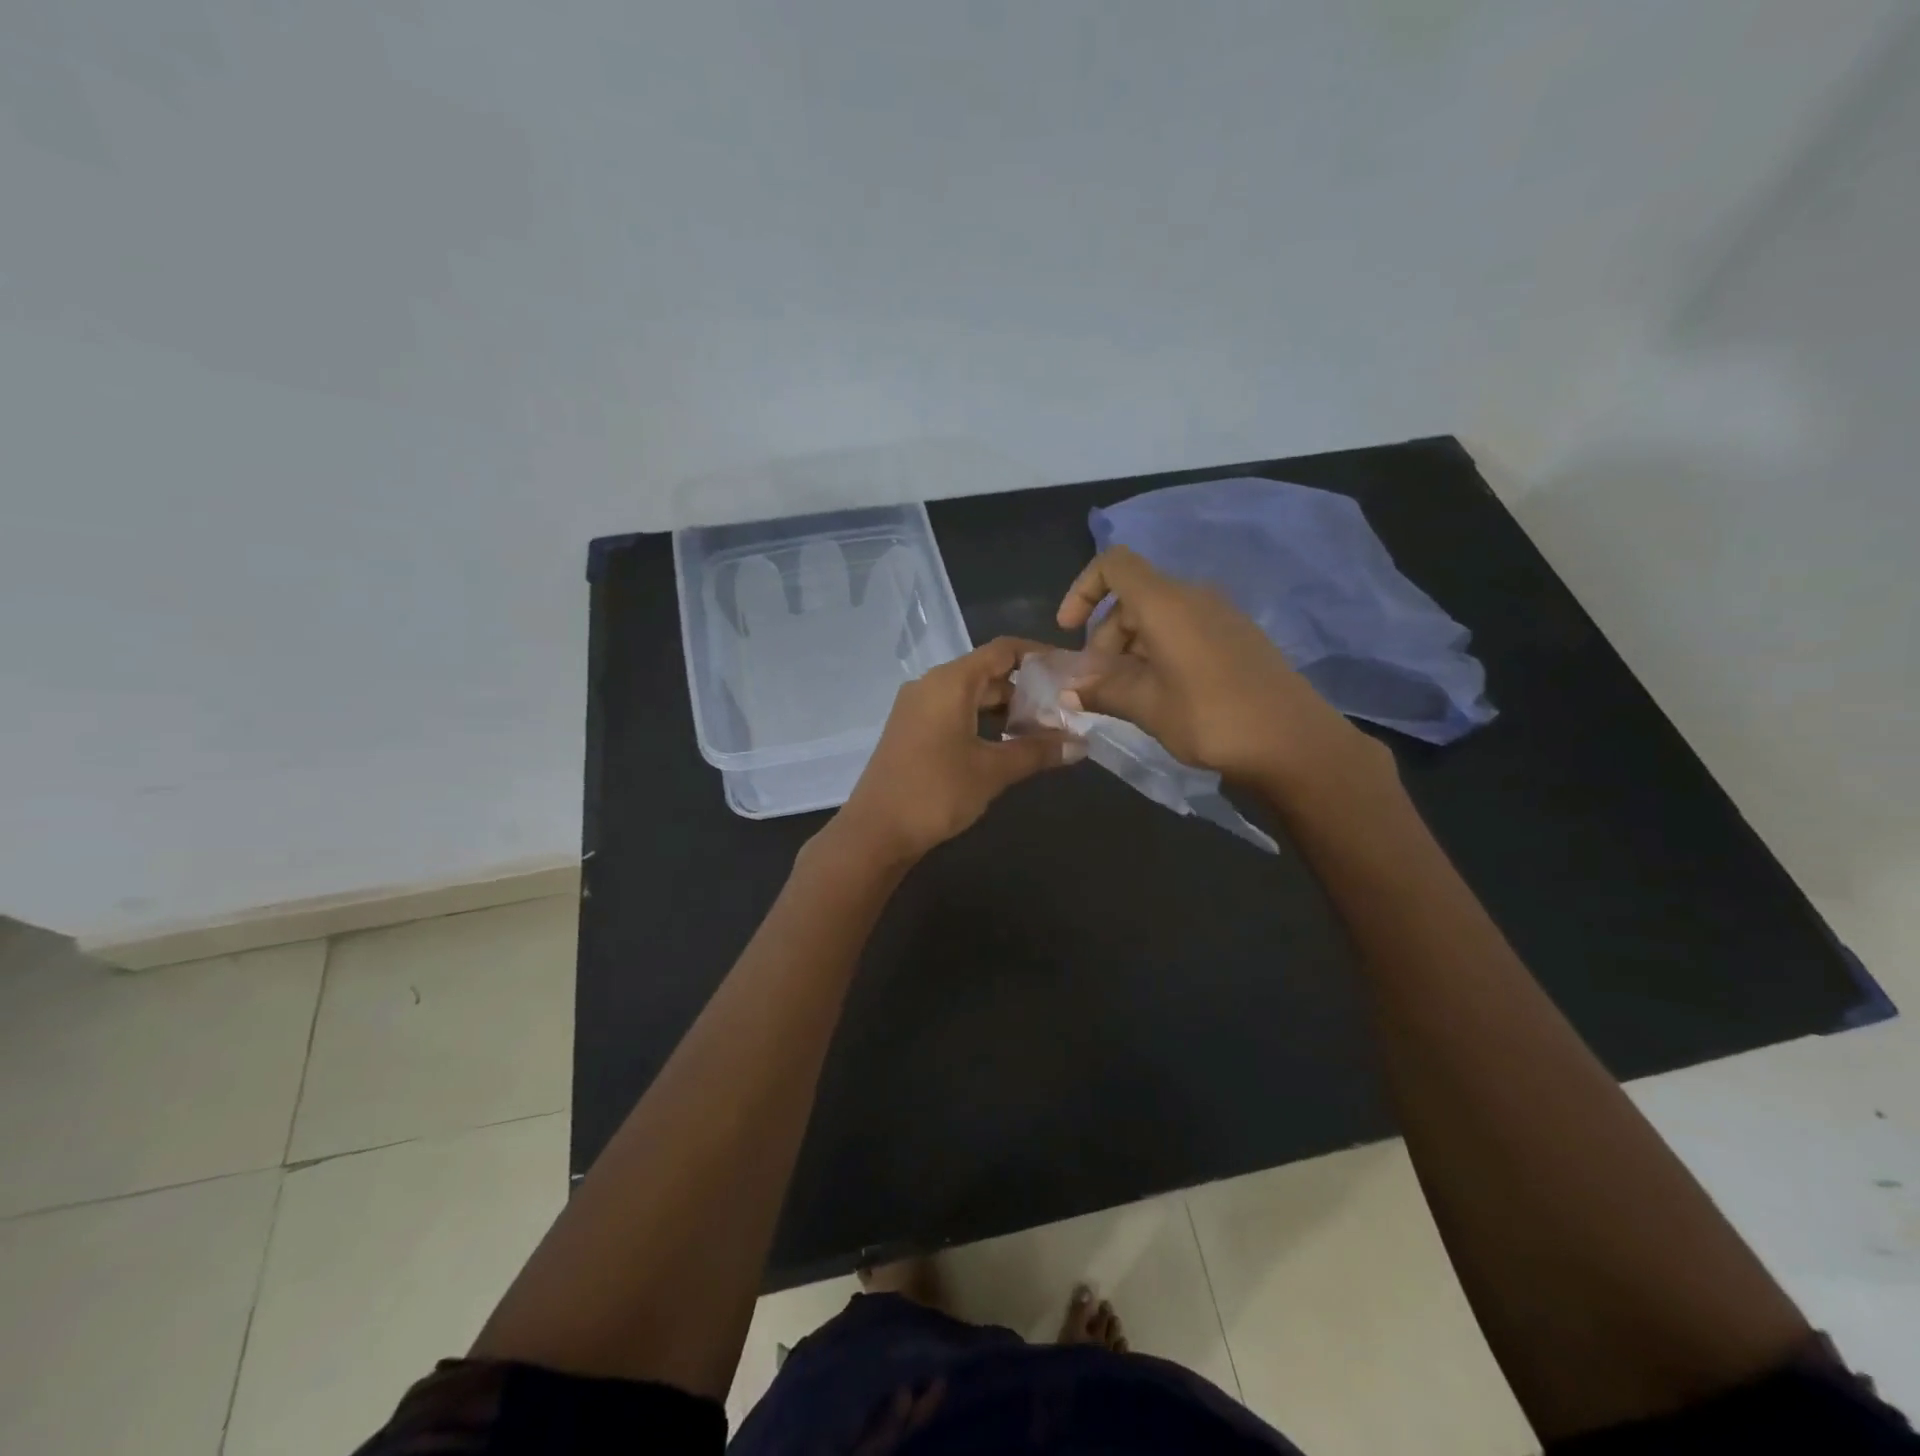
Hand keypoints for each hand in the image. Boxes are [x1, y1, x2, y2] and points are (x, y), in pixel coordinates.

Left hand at [830, 637, 1081, 865]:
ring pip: (972, 696)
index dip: (1039, 655)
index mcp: (950, 681)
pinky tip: (1008, 744)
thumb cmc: (936, 791)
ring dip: (1007, 710)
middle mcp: (931, 685)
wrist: (876, 831)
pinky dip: (984, 722)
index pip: (1003, 650)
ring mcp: (918, 708)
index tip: (1070, 671)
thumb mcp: (992, 771)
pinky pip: (955, 713)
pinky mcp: (913, 730)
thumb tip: (1080, 744)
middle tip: (1065, 710)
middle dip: (1027, 690)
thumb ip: (1037, 752)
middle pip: (988, 673)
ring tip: (1044, 731)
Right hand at [1056, 546, 1387, 799]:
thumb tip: (1068, 691)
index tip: (1069, 631)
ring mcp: (1220, 616)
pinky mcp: (1237, 637)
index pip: (1114, 565)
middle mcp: (1193, 597)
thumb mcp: (1147, 706)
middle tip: (1097, 684)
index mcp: (1166, 603)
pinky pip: (1184, 631)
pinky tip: (1160, 694)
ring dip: (1130, 650)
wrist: (1294, 743)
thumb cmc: (1211, 718)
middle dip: (1104, 636)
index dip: (1083, 589)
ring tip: (1125, 696)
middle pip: (1133, 598)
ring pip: (1158, 617)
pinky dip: (1158, 653)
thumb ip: (1102, 690)